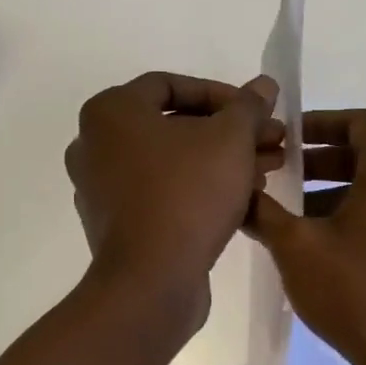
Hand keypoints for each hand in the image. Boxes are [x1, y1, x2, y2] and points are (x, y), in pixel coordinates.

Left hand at [65, 72, 283, 308]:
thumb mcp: (230, 139)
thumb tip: (264, 85)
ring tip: (268, 169)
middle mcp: (94, 144)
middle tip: (271, 141)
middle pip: (173, 125)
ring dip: (221, 160)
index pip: (171, 85)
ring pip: (172, 161)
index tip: (256, 111)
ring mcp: (101, 187)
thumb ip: (247, 107)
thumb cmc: (187, 192)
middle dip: (228, 132)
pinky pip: (161, 192)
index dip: (221, 94)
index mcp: (110, 112)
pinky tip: (242, 197)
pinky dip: (198, 188)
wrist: (151, 280)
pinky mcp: (115, 224)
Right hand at [248, 109, 365, 364]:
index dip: (319, 122)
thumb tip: (239, 193)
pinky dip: (357, 214)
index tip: (286, 138)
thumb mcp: (296, 246)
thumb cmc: (355, 292)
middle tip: (280, 173)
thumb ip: (264, 211)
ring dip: (335, 191)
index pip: (360, 122)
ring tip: (292, 213)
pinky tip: (321, 245)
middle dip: (320, 161)